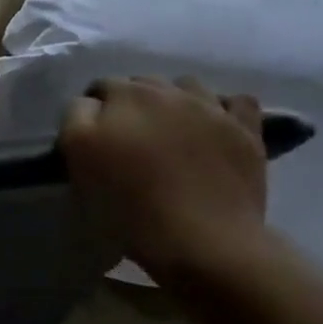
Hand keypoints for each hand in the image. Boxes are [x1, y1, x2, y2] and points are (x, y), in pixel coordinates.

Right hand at [60, 77, 267, 282]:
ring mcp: (210, 107)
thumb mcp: (79, 162)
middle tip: (129, 142)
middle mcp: (165, 91)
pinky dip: (222, 109)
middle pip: (140, 84)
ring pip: (185, 86)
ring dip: (173, 101)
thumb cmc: (129, 207)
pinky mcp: (245, 129)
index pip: (97, 90)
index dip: (92, 114)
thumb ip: (77, 120)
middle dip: (130, 104)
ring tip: (170, 132)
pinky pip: (236, 102)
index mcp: (122, 97)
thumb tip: (90, 105)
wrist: (202, 240)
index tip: (93, 142)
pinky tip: (214, 127)